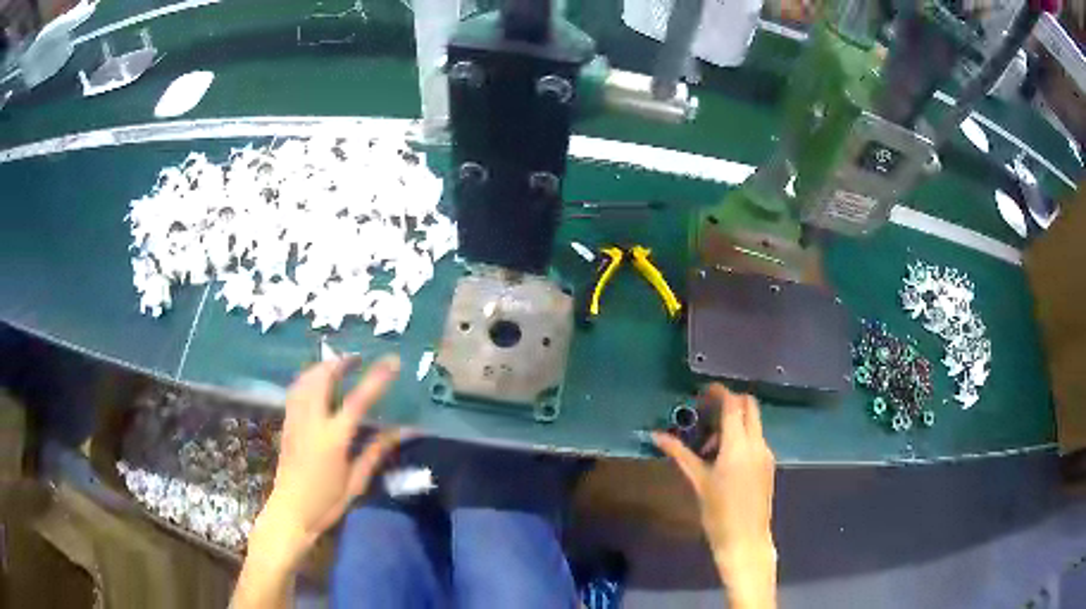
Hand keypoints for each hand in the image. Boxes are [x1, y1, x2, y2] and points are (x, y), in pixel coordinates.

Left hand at [250, 355, 406, 567]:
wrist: (290, 511)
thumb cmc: (327, 502)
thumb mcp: (356, 481)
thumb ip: (375, 451)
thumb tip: (402, 431)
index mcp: (333, 438)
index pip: (358, 400)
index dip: (376, 379)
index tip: (392, 361)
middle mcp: (311, 422)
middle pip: (322, 378)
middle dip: (340, 362)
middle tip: (358, 358)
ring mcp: (295, 420)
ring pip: (305, 380)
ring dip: (322, 367)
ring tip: (338, 365)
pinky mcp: (286, 424)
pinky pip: (296, 390)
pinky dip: (308, 378)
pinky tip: (316, 383)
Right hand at [653, 385, 776, 607]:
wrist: (745, 539)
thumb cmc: (718, 511)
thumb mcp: (698, 481)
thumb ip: (680, 453)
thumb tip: (656, 435)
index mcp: (739, 445)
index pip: (733, 404)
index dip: (719, 392)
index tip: (702, 391)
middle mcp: (757, 443)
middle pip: (749, 406)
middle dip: (730, 402)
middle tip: (706, 412)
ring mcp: (765, 453)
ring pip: (753, 423)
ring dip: (734, 422)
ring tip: (708, 446)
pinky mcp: (768, 464)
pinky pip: (756, 439)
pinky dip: (741, 437)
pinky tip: (723, 459)